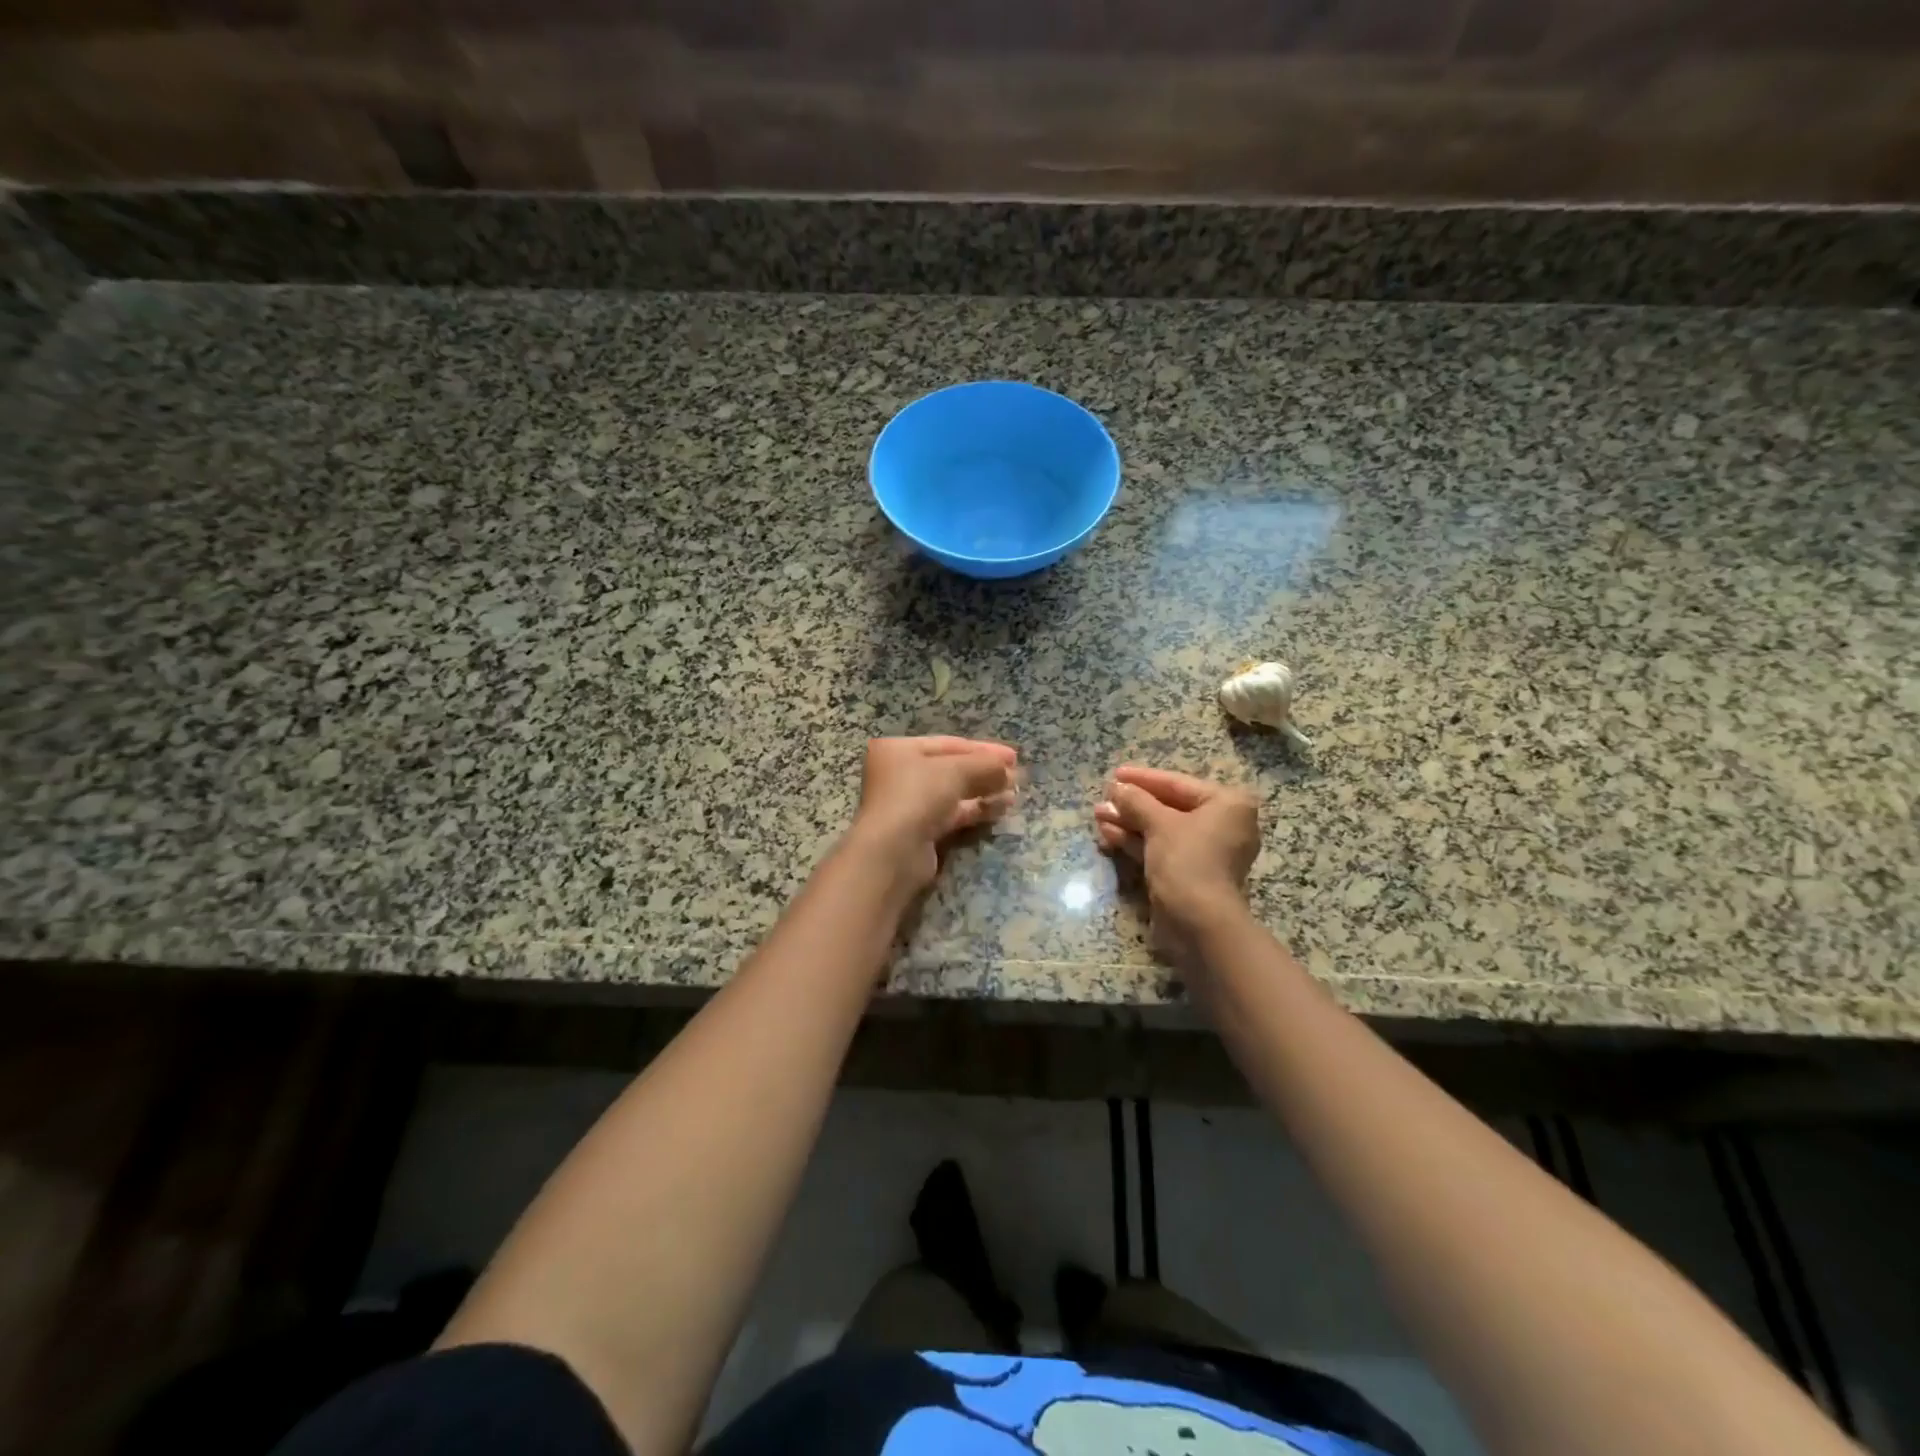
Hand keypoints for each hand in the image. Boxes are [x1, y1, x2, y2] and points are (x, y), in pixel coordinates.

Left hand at [848, 736, 1017, 890]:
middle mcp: (899, 773)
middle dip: (985, 771)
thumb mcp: (956, 770)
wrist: (893, 852)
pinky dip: (976, 809)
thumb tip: (1009, 769)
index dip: (983, 749)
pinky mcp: (920, 830)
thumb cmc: (917, 796)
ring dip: (985, 790)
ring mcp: (909, 803)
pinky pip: (953, 813)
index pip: (948, 743)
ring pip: (954, 792)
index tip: (1013, 756)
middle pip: (951, 768)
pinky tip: (1001, 808)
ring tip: (1015, 793)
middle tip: (1017, 775)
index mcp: (898, 749)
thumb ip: (985, 764)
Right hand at [1094, 765, 1259, 962]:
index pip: (1178, 783)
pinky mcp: (1189, 872)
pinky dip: (1137, 841)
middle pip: (1169, 806)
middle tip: (1104, 797)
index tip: (1115, 773)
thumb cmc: (1187, 861)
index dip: (1143, 778)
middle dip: (1133, 804)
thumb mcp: (1159, 824)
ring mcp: (1205, 851)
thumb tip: (1116, 787)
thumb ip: (1136, 801)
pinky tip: (1108, 833)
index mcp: (1227, 804)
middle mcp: (1222, 824)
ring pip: (1161, 829)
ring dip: (1129, 822)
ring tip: (1098, 815)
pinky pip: (1161, 848)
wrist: (1198, 922)